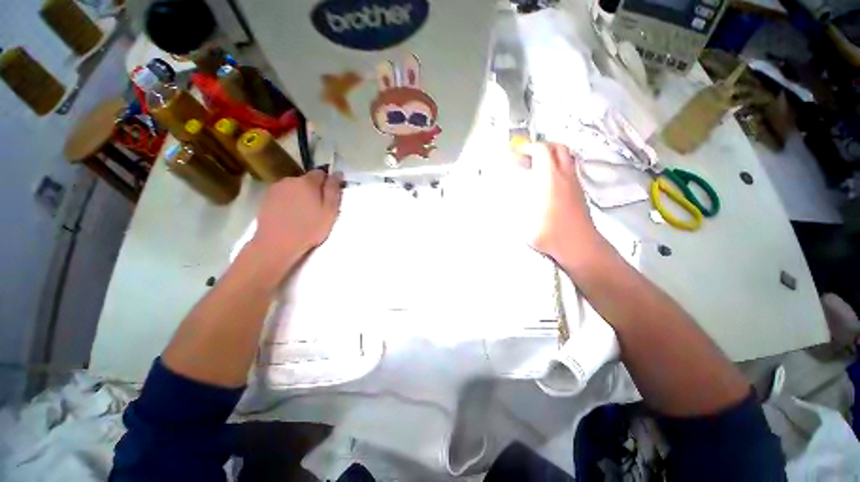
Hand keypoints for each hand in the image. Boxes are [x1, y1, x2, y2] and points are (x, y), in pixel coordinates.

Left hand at [251, 170, 343, 267]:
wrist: (277, 244)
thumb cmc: (309, 228)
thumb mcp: (330, 211)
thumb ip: (333, 190)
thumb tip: (337, 173)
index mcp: (307, 182)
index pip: (321, 172)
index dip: (327, 182)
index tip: (330, 197)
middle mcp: (290, 180)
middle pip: (306, 180)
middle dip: (313, 190)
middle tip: (318, 208)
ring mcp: (276, 189)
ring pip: (294, 187)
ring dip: (300, 195)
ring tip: (303, 213)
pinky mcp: (266, 199)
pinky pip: (283, 195)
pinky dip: (288, 201)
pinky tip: (290, 215)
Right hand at [518, 143, 605, 267]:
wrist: (579, 245)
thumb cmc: (550, 233)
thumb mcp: (523, 221)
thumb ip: (514, 206)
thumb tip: (504, 198)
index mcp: (550, 179)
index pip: (542, 151)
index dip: (528, 148)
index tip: (517, 152)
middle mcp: (564, 176)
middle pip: (558, 148)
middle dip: (542, 146)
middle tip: (528, 155)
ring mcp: (574, 183)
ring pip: (566, 157)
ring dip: (551, 156)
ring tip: (536, 167)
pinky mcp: (578, 191)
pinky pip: (568, 169)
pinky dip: (557, 167)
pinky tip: (546, 181)